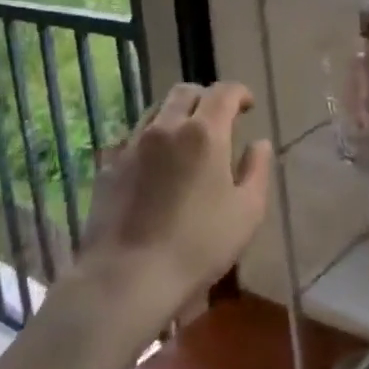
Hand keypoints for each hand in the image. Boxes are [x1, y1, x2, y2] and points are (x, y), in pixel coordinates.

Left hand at [74, 82, 271, 324]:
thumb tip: (259, 144)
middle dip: (206, 98)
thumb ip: (257, 170)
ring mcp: (132, 145)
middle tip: (218, 118)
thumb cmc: (198, 245)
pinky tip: (156, 168)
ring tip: (186, 139)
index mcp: (204, 132)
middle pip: (185, 92)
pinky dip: (152, 141)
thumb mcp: (247, 212)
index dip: (239, 92)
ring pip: (156, 110)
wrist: (127, 276)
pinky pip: (134, 139)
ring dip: (176, 114)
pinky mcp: (109, 167)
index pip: (223, 92)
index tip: (247, 105)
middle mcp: (166, 127)